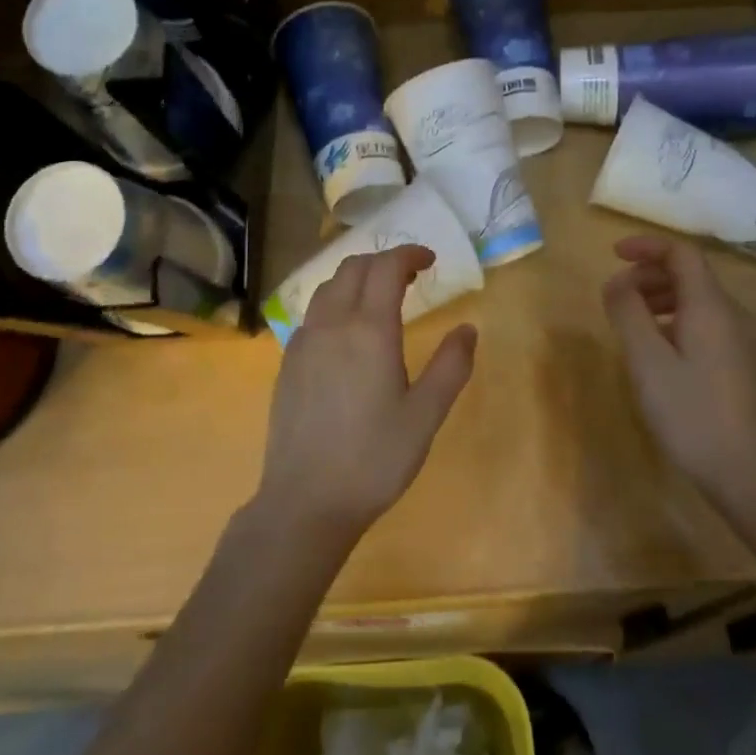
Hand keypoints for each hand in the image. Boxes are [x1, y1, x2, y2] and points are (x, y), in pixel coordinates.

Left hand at [255, 246, 477, 547]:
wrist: (306, 501)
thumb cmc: (375, 459)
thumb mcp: (426, 415)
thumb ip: (451, 366)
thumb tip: (468, 329)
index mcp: (369, 330)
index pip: (386, 267)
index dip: (408, 254)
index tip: (429, 260)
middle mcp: (331, 324)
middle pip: (353, 267)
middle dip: (383, 260)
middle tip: (410, 276)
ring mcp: (303, 342)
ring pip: (328, 287)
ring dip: (356, 278)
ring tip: (380, 297)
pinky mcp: (288, 362)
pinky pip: (313, 313)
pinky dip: (335, 302)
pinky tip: (348, 332)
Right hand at [601, 235, 755, 513]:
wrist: (745, 472)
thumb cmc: (691, 412)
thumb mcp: (647, 360)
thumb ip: (628, 312)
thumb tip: (616, 282)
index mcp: (710, 306)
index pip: (682, 253)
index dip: (647, 246)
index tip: (613, 254)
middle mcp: (730, 315)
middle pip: (689, 273)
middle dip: (648, 273)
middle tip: (615, 295)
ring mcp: (737, 340)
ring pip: (695, 299)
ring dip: (658, 297)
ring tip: (629, 320)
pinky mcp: (736, 363)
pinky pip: (702, 322)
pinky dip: (672, 319)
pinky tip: (654, 349)